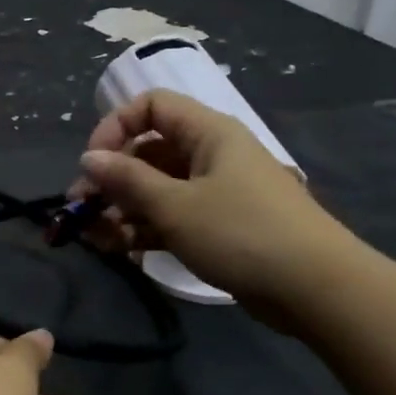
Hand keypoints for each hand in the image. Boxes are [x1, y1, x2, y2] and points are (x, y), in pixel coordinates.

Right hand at [71, 89, 365, 329]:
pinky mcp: (218, 227)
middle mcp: (210, 155)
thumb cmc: (241, 233)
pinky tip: (122, 250)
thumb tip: (88, 158)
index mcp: (207, 133)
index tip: (92, 163)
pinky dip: (146, 229)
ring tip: (97, 239)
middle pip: (148, 152)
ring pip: (156, 189)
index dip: (115, 127)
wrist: (314, 288)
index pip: (151, 107)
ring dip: (123, 210)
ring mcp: (215, 192)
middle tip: (82, 211)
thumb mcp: (176, 206)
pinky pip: (172, 217)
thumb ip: (127, 180)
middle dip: (111, 179)